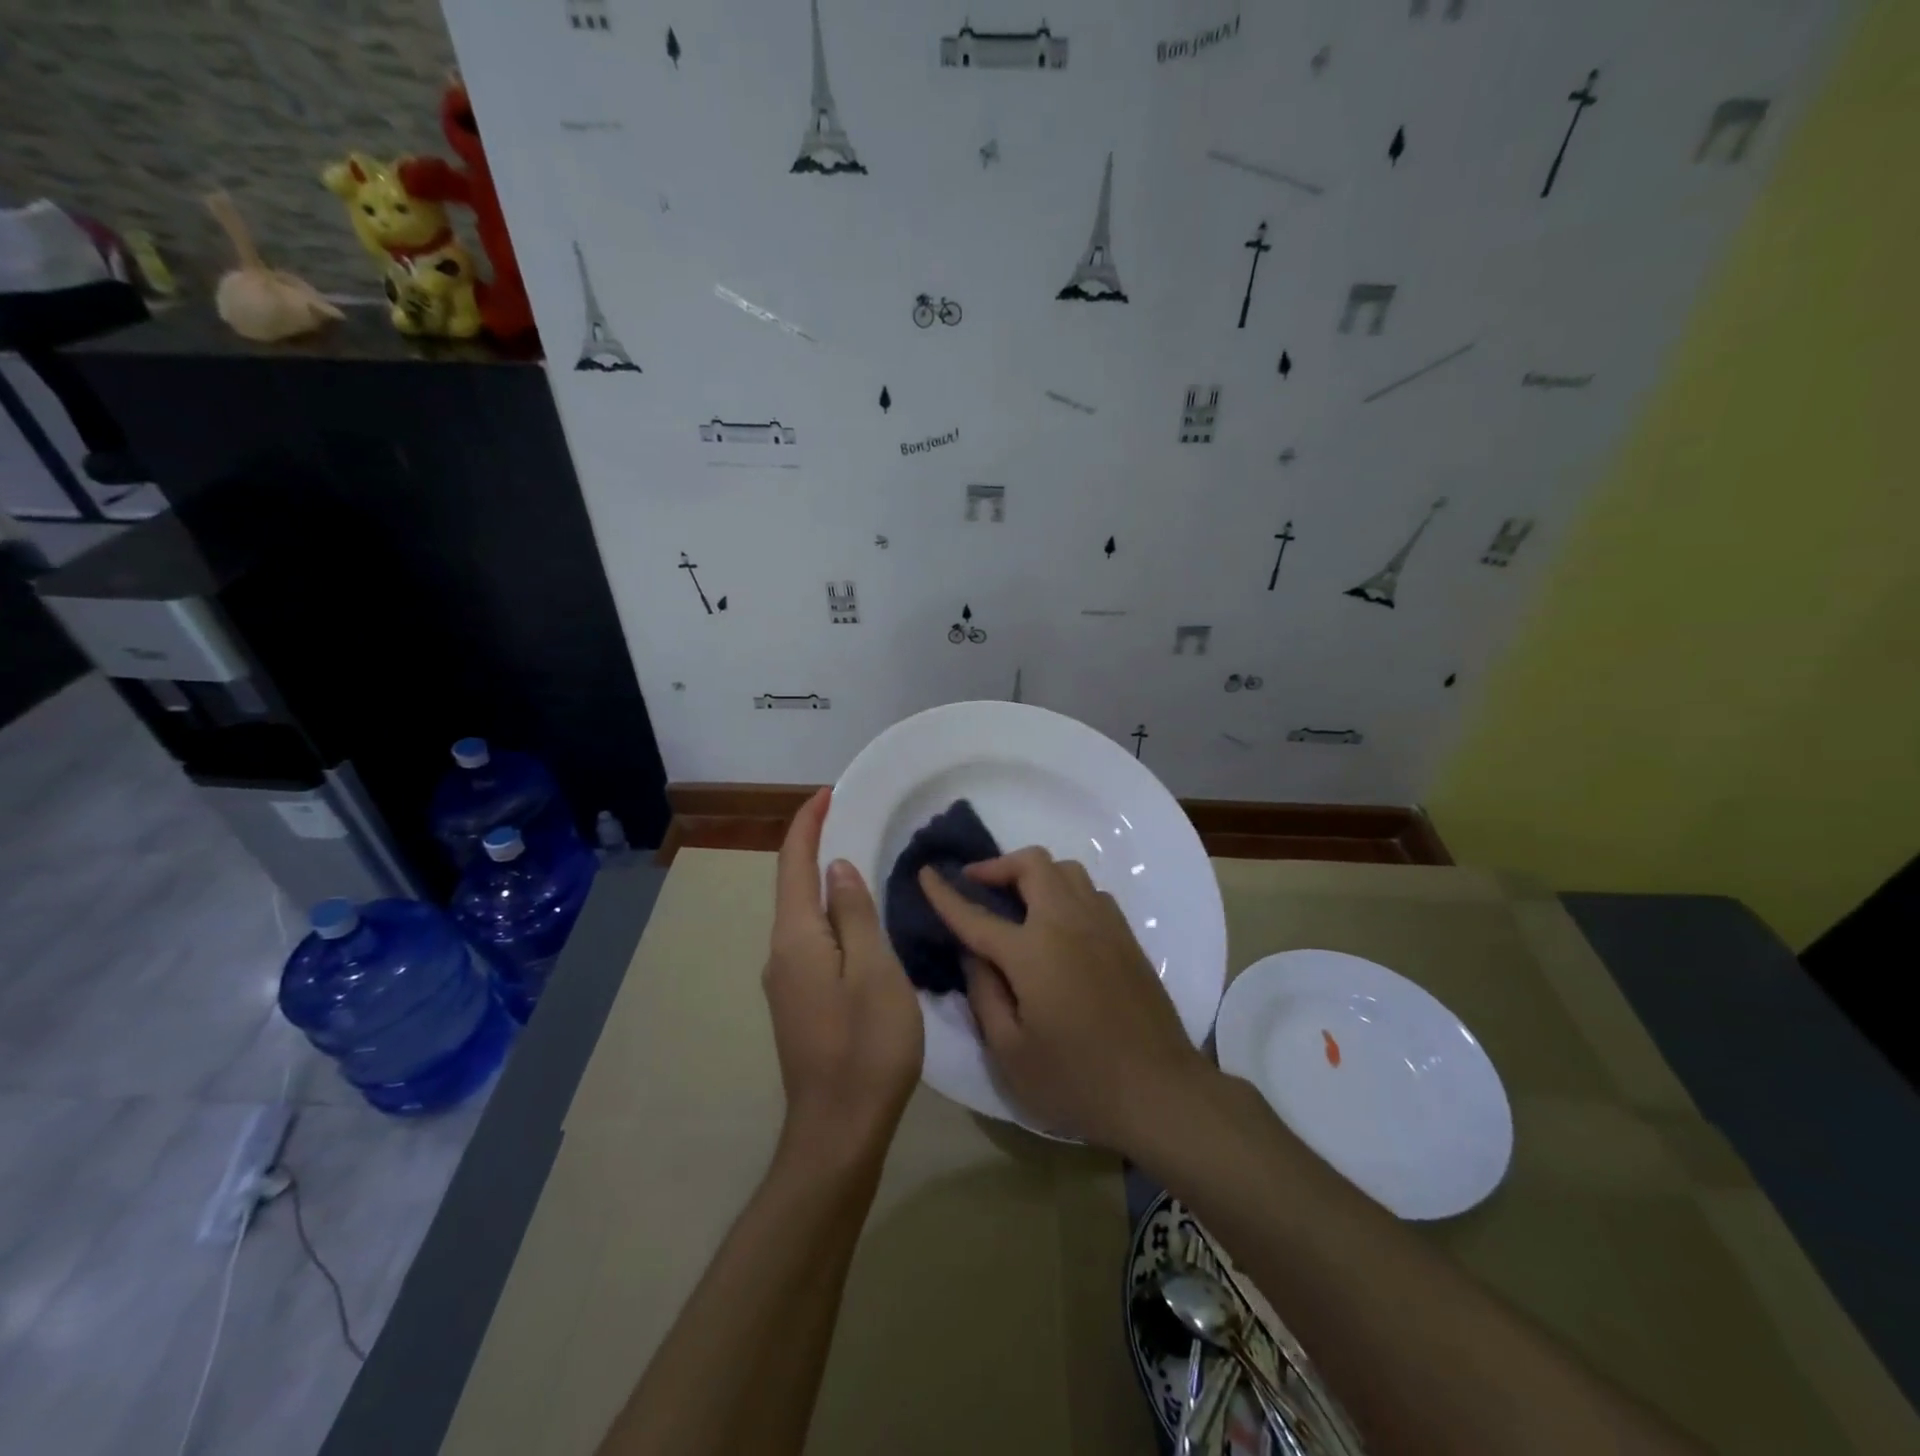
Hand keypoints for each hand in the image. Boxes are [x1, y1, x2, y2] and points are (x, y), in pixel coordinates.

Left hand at [765, 789, 923, 1170]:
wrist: (839, 1130)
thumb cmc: (866, 1046)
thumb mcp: (873, 971)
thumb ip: (853, 915)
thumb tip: (836, 868)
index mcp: (796, 938)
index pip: (793, 864)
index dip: (807, 824)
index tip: (828, 793)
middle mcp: (781, 953)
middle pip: (792, 885)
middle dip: (814, 846)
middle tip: (850, 818)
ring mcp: (786, 981)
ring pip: (802, 915)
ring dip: (822, 880)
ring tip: (858, 857)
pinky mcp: (799, 1002)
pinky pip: (811, 939)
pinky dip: (829, 913)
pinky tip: (856, 918)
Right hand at [918, 848, 1208, 1152]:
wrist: (1158, 1090)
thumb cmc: (1076, 1080)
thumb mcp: (1010, 1052)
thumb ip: (984, 993)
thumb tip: (973, 953)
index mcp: (1033, 951)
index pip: (977, 913)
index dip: (946, 894)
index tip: (925, 873)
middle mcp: (1068, 923)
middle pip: (1033, 864)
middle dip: (997, 865)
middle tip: (976, 885)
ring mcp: (1103, 924)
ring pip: (1067, 870)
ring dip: (1035, 874)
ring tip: (1017, 902)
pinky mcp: (1126, 937)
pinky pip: (1091, 892)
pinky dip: (1065, 891)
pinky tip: (1058, 924)